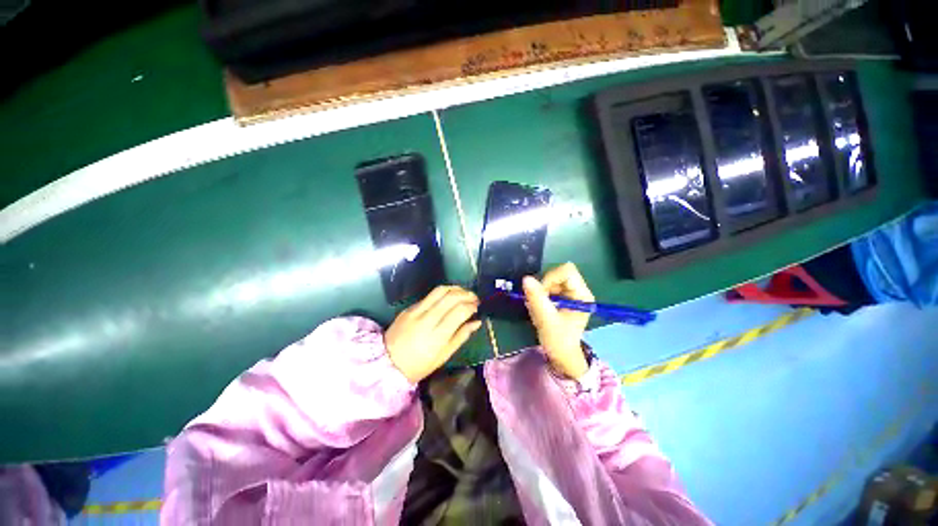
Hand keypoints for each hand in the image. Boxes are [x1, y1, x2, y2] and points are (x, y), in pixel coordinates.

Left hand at [385, 286, 481, 383]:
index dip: (472, 305)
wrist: (387, 363)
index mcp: (438, 336)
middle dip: (466, 294)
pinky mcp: (409, 308)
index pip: (460, 311)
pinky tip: (448, 298)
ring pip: (439, 291)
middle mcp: (427, 319)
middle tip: (474, 298)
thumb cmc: (419, 365)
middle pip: (451, 297)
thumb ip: (462, 336)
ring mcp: (416, 311)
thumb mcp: (444, 356)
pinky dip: (442, 293)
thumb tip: (477, 322)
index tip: (477, 307)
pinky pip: (429, 295)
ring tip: (463, 293)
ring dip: (455, 288)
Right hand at [522, 263, 593, 379]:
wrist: (561, 355)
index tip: (541, 294)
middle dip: (545, 285)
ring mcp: (571, 292)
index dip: (550, 278)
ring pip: (552, 279)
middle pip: (559, 273)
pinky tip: (541, 307)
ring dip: (542, 290)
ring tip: (539, 307)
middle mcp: (579, 290)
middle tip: (539, 301)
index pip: (567, 272)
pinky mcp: (563, 296)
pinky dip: (541, 293)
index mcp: (582, 295)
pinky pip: (549, 285)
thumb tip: (526, 278)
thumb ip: (536, 299)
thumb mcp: (546, 320)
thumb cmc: (558, 340)